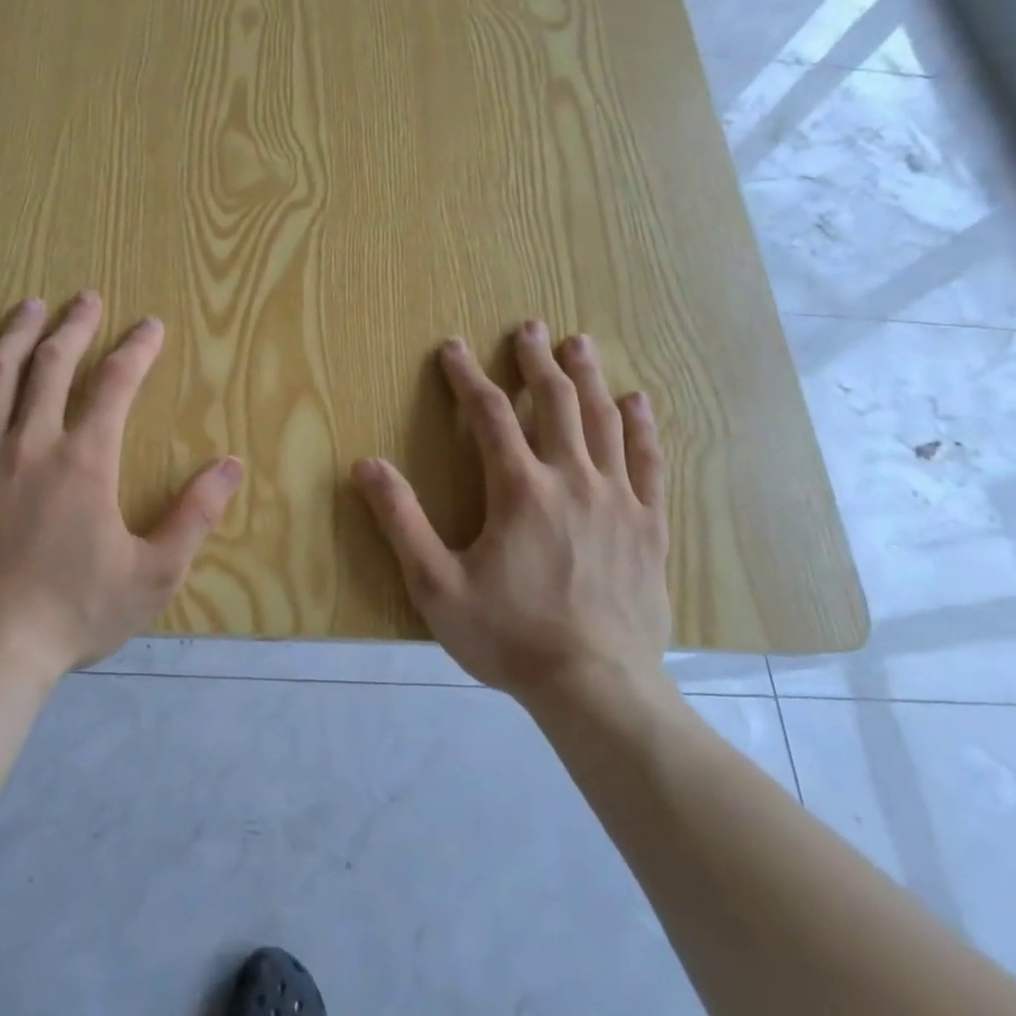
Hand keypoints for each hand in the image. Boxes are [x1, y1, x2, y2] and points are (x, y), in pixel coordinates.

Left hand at [0, 293, 243, 679]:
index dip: (137, 348)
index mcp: (84, 461)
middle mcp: (30, 444)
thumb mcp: (153, 573)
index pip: (116, 384)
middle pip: (51, 365)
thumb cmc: (75, 613)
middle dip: (74, 325)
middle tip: (86, 298)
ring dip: (15, 335)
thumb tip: (232, 465)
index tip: (151, 325)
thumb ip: (195, 515)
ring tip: (29, 306)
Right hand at [352, 324, 670, 708]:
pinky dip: (642, 427)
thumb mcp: (436, 584)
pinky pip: (649, 463)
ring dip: (588, 378)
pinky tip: (638, 402)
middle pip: (555, 402)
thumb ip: (401, 521)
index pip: (488, 414)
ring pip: (604, 421)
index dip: (467, 376)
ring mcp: (617, 500)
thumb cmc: (509, 636)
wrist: (598, 688)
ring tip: (579, 344)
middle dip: (537, 360)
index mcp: (519, 489)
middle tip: (531, 326)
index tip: (453, 347)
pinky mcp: (648, 526)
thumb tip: (366, 465)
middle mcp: (572, 479)